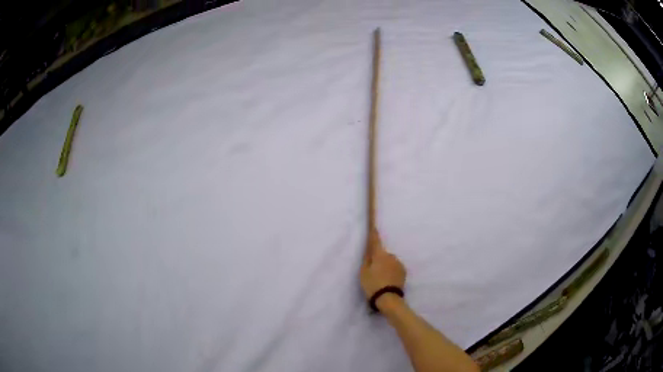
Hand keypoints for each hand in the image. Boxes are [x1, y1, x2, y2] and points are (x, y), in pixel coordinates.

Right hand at [360, 228, 406, 300]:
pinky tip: (387, 282)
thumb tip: (369, 251)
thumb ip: (366, 260)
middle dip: (378, 260)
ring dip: (385, 267)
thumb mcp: (364, 273)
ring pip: (389, 262)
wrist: (389, 298)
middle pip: (382, 254)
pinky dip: (391, 272)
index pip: (376, 240)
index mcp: (380, 255)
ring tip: (380, 280)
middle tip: (372, 273)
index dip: (374, 232)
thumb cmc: (373, 284)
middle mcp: (391, 256)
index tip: (374, 223)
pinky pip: (394, 268)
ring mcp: (399, 263)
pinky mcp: (403, 271)